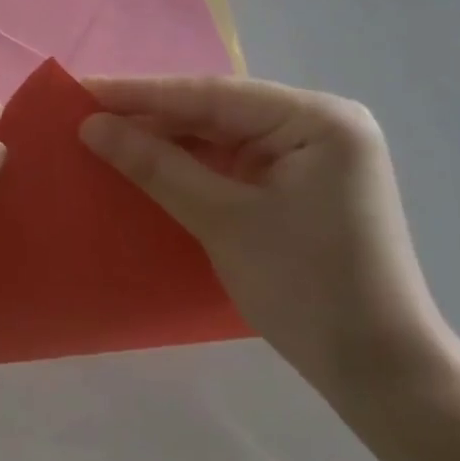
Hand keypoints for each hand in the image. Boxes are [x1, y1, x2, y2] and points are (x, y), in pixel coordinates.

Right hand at [80, 76, 451, 400]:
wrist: (377, 371)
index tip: (81, 88)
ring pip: (221, 135)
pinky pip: (232, 161)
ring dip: (167, 139)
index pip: (212, 95)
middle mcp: (318, 125)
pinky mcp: (298, 185)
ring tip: (104, 132)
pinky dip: (190, 164)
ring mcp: (310, 155)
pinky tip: (147, 161)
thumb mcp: (223, 220)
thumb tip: (90, 125)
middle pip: (217, 111)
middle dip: (152, 115)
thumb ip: (155, 165)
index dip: (141, 93)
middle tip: (84, 111)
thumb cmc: (307, 287)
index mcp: (317, 119)